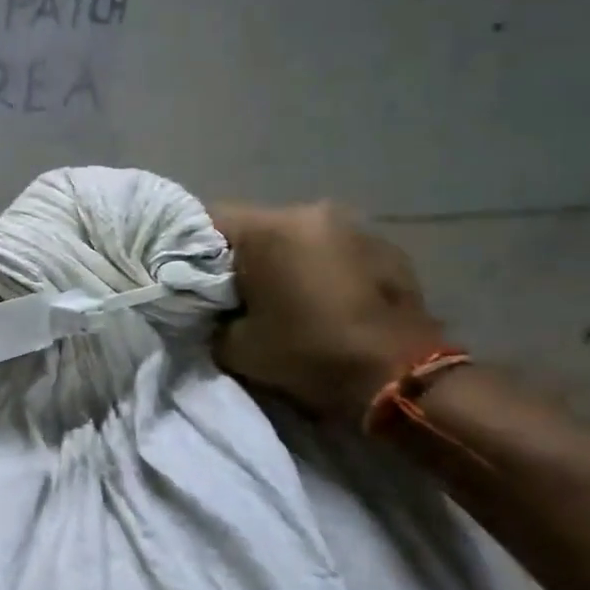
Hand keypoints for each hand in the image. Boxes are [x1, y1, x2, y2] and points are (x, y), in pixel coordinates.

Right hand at [211, 201, 447, 420]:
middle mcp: (310, 211)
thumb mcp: (236, 346)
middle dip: (238, 254)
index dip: (189, 248)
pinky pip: (330, 246)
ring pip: (294, 234)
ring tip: (279, 295)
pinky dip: (317, 264)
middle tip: (230, 292)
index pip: (206, 220)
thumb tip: (205, 307)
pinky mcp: (383, 244)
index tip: (187, 278)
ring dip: (281, 258)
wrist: (402, 378)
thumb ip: (209, 317)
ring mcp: (352, 224)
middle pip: (254, 225)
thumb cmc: (310, 355)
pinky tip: (321, 297)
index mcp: (269, 229)